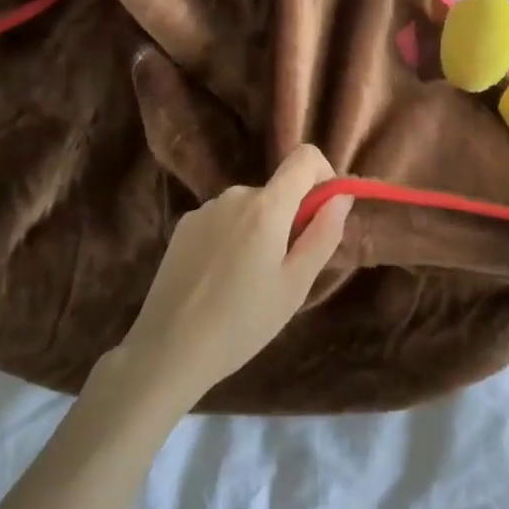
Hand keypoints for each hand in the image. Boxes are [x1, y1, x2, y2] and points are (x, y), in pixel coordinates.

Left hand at [114, 145, 351, 407]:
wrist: (168, 350)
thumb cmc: (243, 322)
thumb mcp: (295, 284)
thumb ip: (324, 234)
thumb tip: (341, 196)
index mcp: (266, 206)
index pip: (304, 158)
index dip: (324, 176)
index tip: (324, 214)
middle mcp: (234, 195)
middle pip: (278, 190)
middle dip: (290, 219)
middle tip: (283, 271)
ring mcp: (204, 209)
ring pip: (250, 208)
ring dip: (260, 231)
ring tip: (248, 282)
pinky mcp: (183, 226)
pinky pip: (224, 220)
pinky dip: (233, 238)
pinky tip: (220, 279)